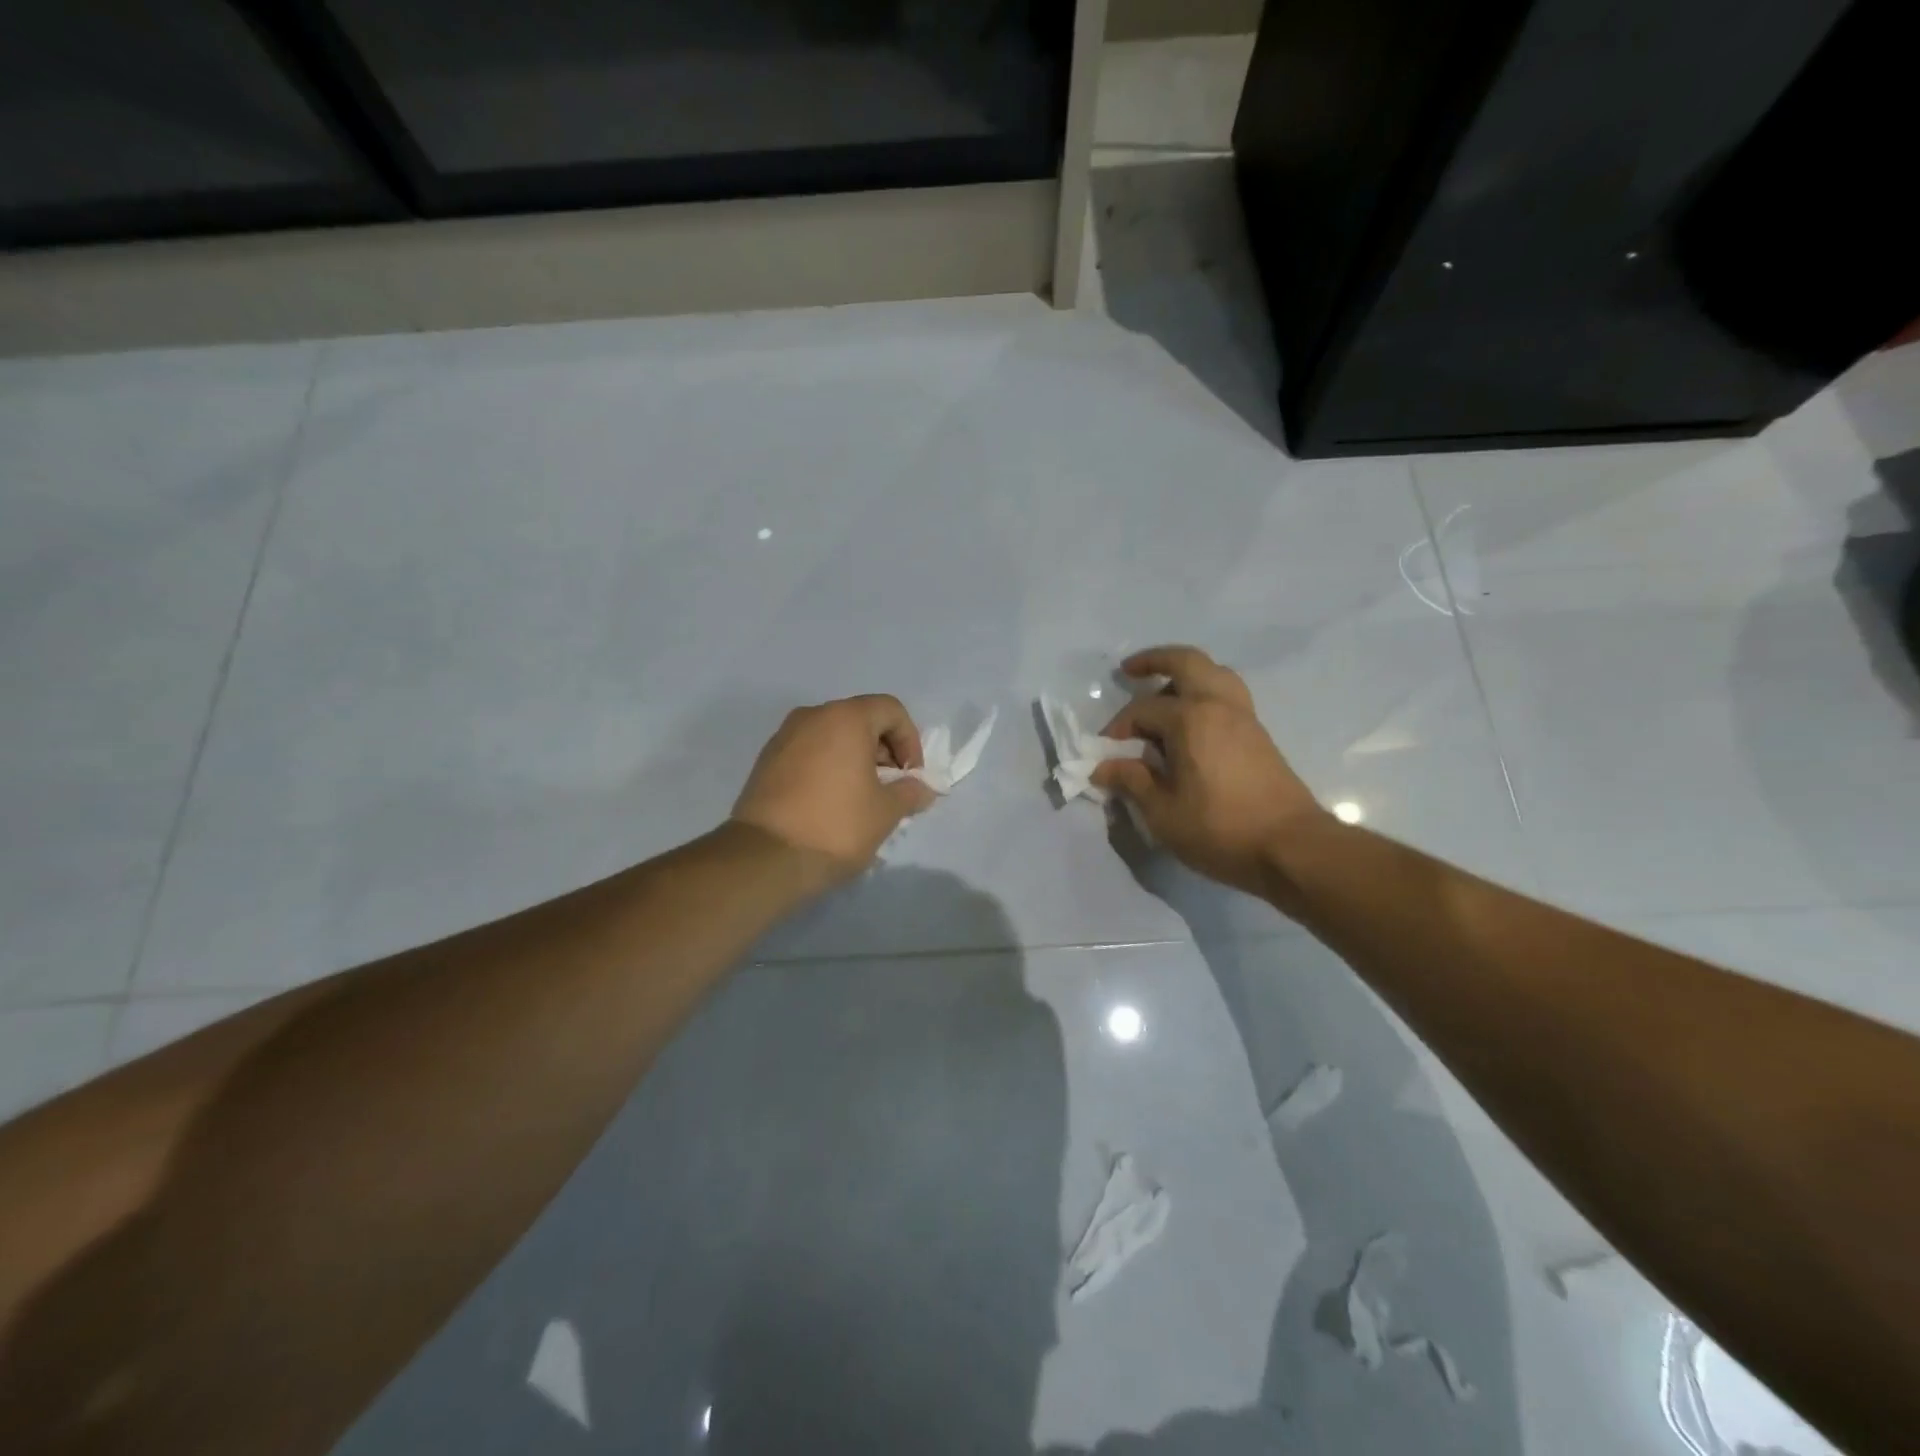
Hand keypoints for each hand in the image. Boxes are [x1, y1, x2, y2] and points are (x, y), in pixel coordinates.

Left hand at [732, 695, 936, 883]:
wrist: (766, 857)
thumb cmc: (837, 825)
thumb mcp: (886, 812)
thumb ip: (911, 792)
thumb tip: (922, 788)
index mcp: (845, 718)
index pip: (891, 710)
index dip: (910, 740)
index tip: (911, 776)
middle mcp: (812, 716)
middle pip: (860, 720)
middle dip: (883, 750)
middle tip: (890, 787)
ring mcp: (784, 737)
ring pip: (832, 736)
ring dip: (855, 759)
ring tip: (862, 798)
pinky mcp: (765, 761)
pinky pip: (808, 753)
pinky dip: (827, 767)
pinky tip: (831, 803)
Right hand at [1092, 646, 1326, 897]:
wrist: (1291, 847)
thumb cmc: (1220, 829)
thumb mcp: (1163, 812)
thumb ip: (1132, 782)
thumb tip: (1103, 767)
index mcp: (1191, 719)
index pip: (1142, 710)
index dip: (1117, 729)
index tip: (1104, 755)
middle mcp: (1218, 705)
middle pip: (1186, 662)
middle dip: (1155, 660)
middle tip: (1130, 669)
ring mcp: (1243, 717)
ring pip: (1213, 673)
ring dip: (1185, 674)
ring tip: (1163, 692)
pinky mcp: (1258, 734)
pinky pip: (1226, 694)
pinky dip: (1204, 692)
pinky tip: (1189, 722)